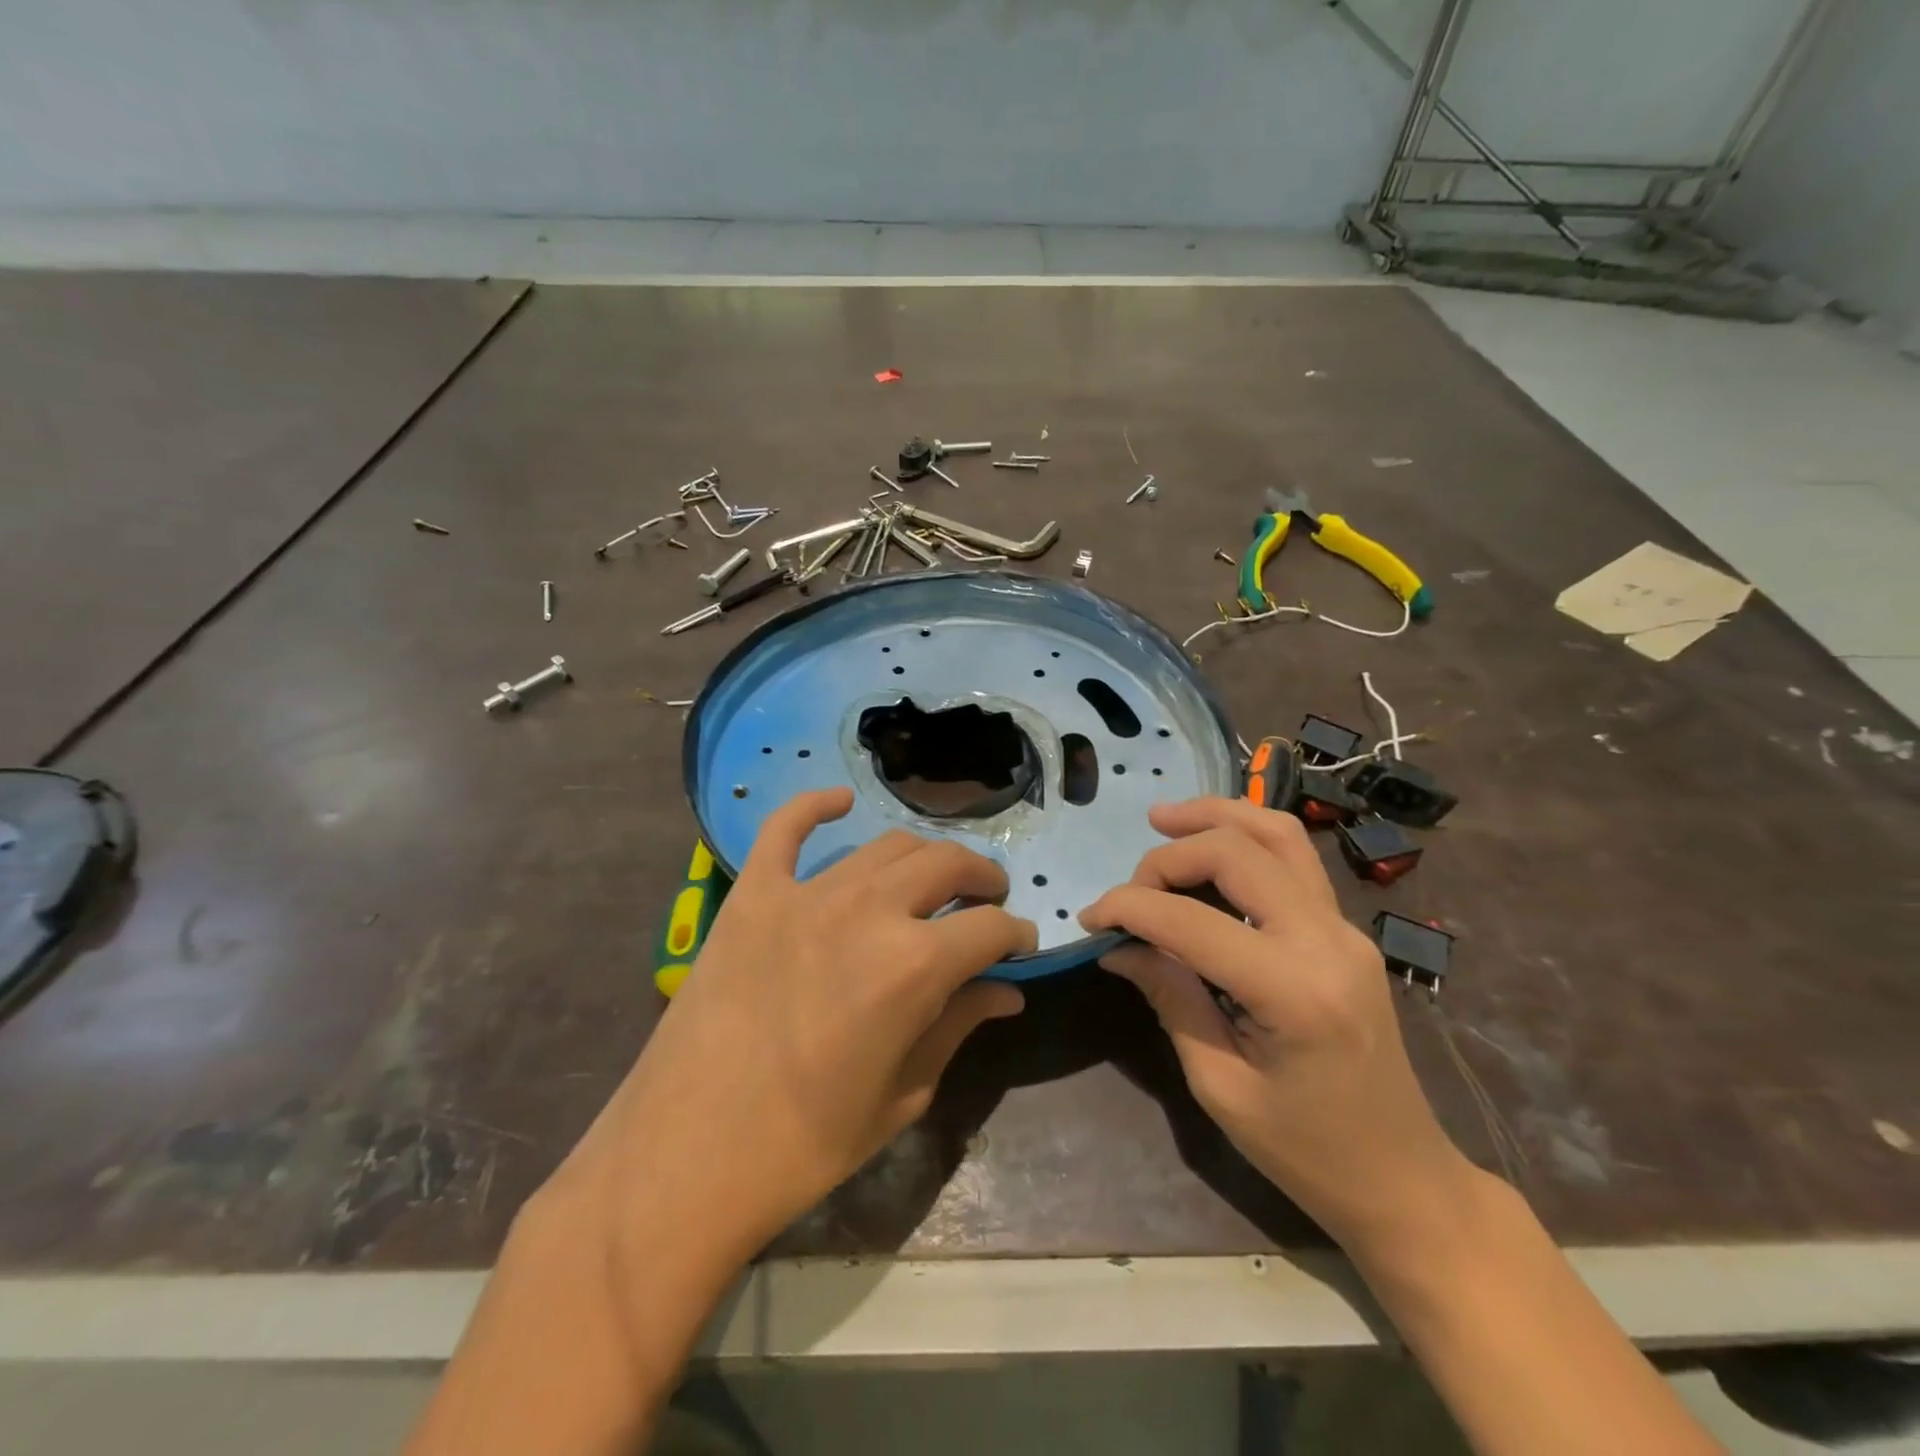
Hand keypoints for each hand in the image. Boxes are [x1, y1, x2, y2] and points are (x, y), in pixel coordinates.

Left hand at [547, 787, 1036, 1291]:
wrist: (684, 1158)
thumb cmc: (804, 1145)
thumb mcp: (901, 1096)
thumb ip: (957, 1025)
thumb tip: (1007, 990)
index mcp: (914, 967)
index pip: (990, 928)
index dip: (1015, 934)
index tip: (1019, 945)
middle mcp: (868, 912)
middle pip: (946, 865)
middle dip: (982, 879)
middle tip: (987, 901)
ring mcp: (805, 894)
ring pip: (886, 846)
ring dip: (924, 857)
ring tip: (932, 879)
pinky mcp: (753, 894)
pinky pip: (785, 829)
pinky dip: (815, 807)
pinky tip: (839, 802)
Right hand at [1080, 796, 1471, 1251]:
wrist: (1403, 1178)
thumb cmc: (1306, 1150)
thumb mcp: (1219, 1084)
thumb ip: (1170, 997)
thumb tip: (1117, 946)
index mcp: (1294, 990)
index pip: (1191, 920)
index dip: (1129, 908)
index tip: (1091, 919)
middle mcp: (1327, 940)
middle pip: (1238, 853)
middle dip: (1168, 858)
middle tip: (1129, 889)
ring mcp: (1345, 928)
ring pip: (1277, 834)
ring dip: (1215, 817)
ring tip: (1162, 818)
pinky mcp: (1346, 929)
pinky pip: (1294, 859)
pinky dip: (1244, 837)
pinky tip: (1209, 843)